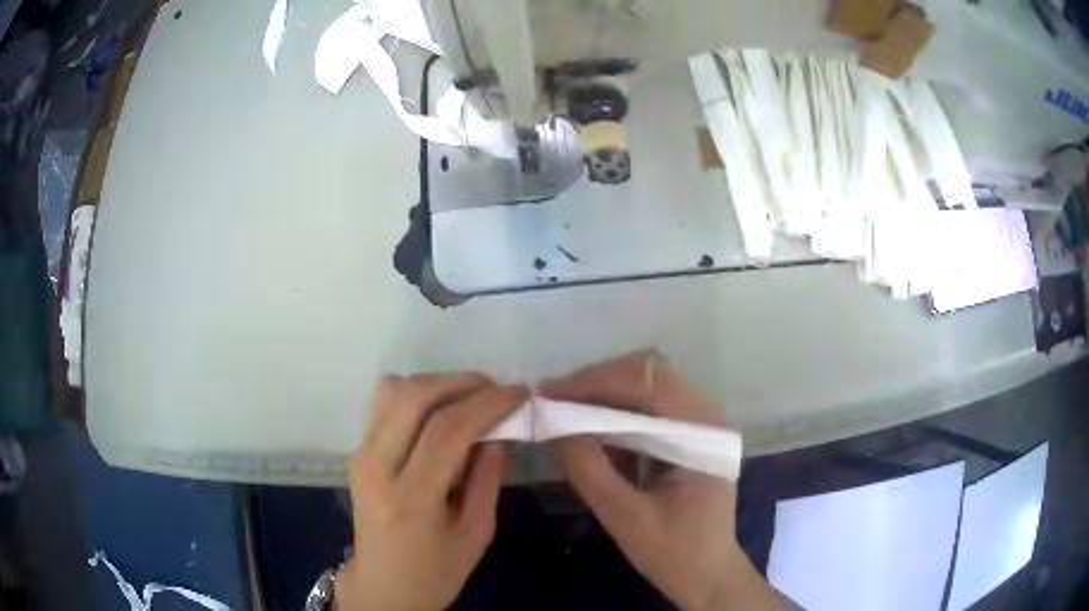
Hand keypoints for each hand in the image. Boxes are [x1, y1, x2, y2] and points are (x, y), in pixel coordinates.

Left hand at [335, 373, 528, 610]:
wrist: (382, 585)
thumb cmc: (435, 572)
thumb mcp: (476, 534)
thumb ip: (487, 479)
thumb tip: (501, 431)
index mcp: (411, 499)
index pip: (447, 431)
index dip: (487, 404)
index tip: (520, 393)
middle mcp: (377, 468)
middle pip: (415, 397)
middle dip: (462, 382)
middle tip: (496, 390)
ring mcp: (360, 455)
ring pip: (393, 390)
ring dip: (437, 383)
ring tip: (470, 398)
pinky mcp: (356, 451)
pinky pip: (383, 403)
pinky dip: (416, 394)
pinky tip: (440, 411)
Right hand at [540, 351, 793, 610]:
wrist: (709, 575)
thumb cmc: (675, 553)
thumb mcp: (626, 518)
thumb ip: (590, 472)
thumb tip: (555, 426)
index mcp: (703, 432)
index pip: (648, 382)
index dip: (595, 382)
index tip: (550, 395)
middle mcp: (706, 415)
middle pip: (648, 373)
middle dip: (596, 382)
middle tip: (553, 401)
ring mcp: (699, 422)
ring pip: (646, 385)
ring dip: (603, 394)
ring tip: (563, 410)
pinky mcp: (688, 435)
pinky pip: (648, 407)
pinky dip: (615, 412)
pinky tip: (590, 429)